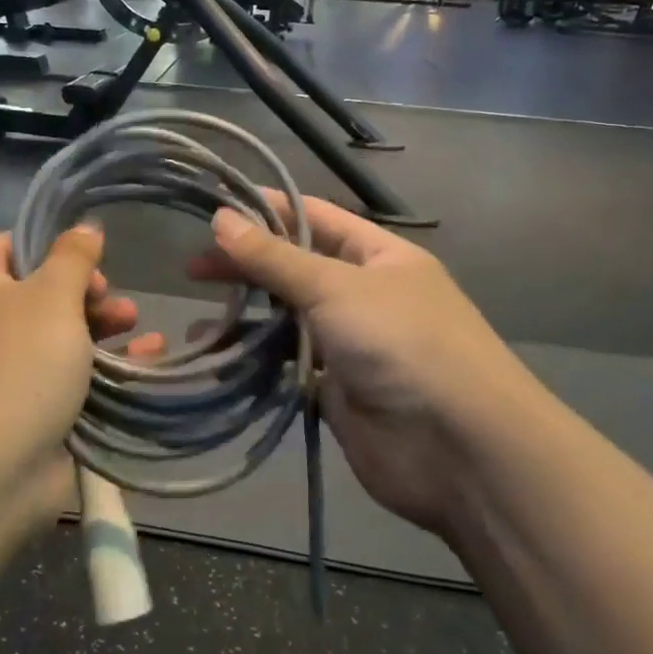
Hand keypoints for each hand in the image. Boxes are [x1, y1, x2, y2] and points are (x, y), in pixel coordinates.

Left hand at [0, 226, 159, 524]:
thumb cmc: (19, 363)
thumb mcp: (53, 294)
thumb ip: (73, 256)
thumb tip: (83, 227)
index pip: (8, 246)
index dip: (49, 244)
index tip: (90, 255)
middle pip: (40, 292)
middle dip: (87, 291)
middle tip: (114, 299)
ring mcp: (2, 372)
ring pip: (59, 336)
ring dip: (101, 326)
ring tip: (136, 325)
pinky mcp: (27, 412)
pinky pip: (69, 377)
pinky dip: (105, 366)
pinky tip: (147, 357)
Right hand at [191, 197, 524, 536]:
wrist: (460, 449)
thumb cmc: (401, 343)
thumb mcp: (335, 287)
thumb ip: (274, 257)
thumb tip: (220, 217)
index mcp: (377, 255)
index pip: (314, 216)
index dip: (266, 208)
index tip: (213, 205)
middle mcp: (364, 294)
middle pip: (295, 269)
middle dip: (247, 267)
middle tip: (192, 269)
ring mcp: (350, 345)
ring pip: (287, 322)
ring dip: (246, 320)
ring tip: (198, 324)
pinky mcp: (336, 392)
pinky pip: (288, 369)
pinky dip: (256, 365)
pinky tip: (220, 362)